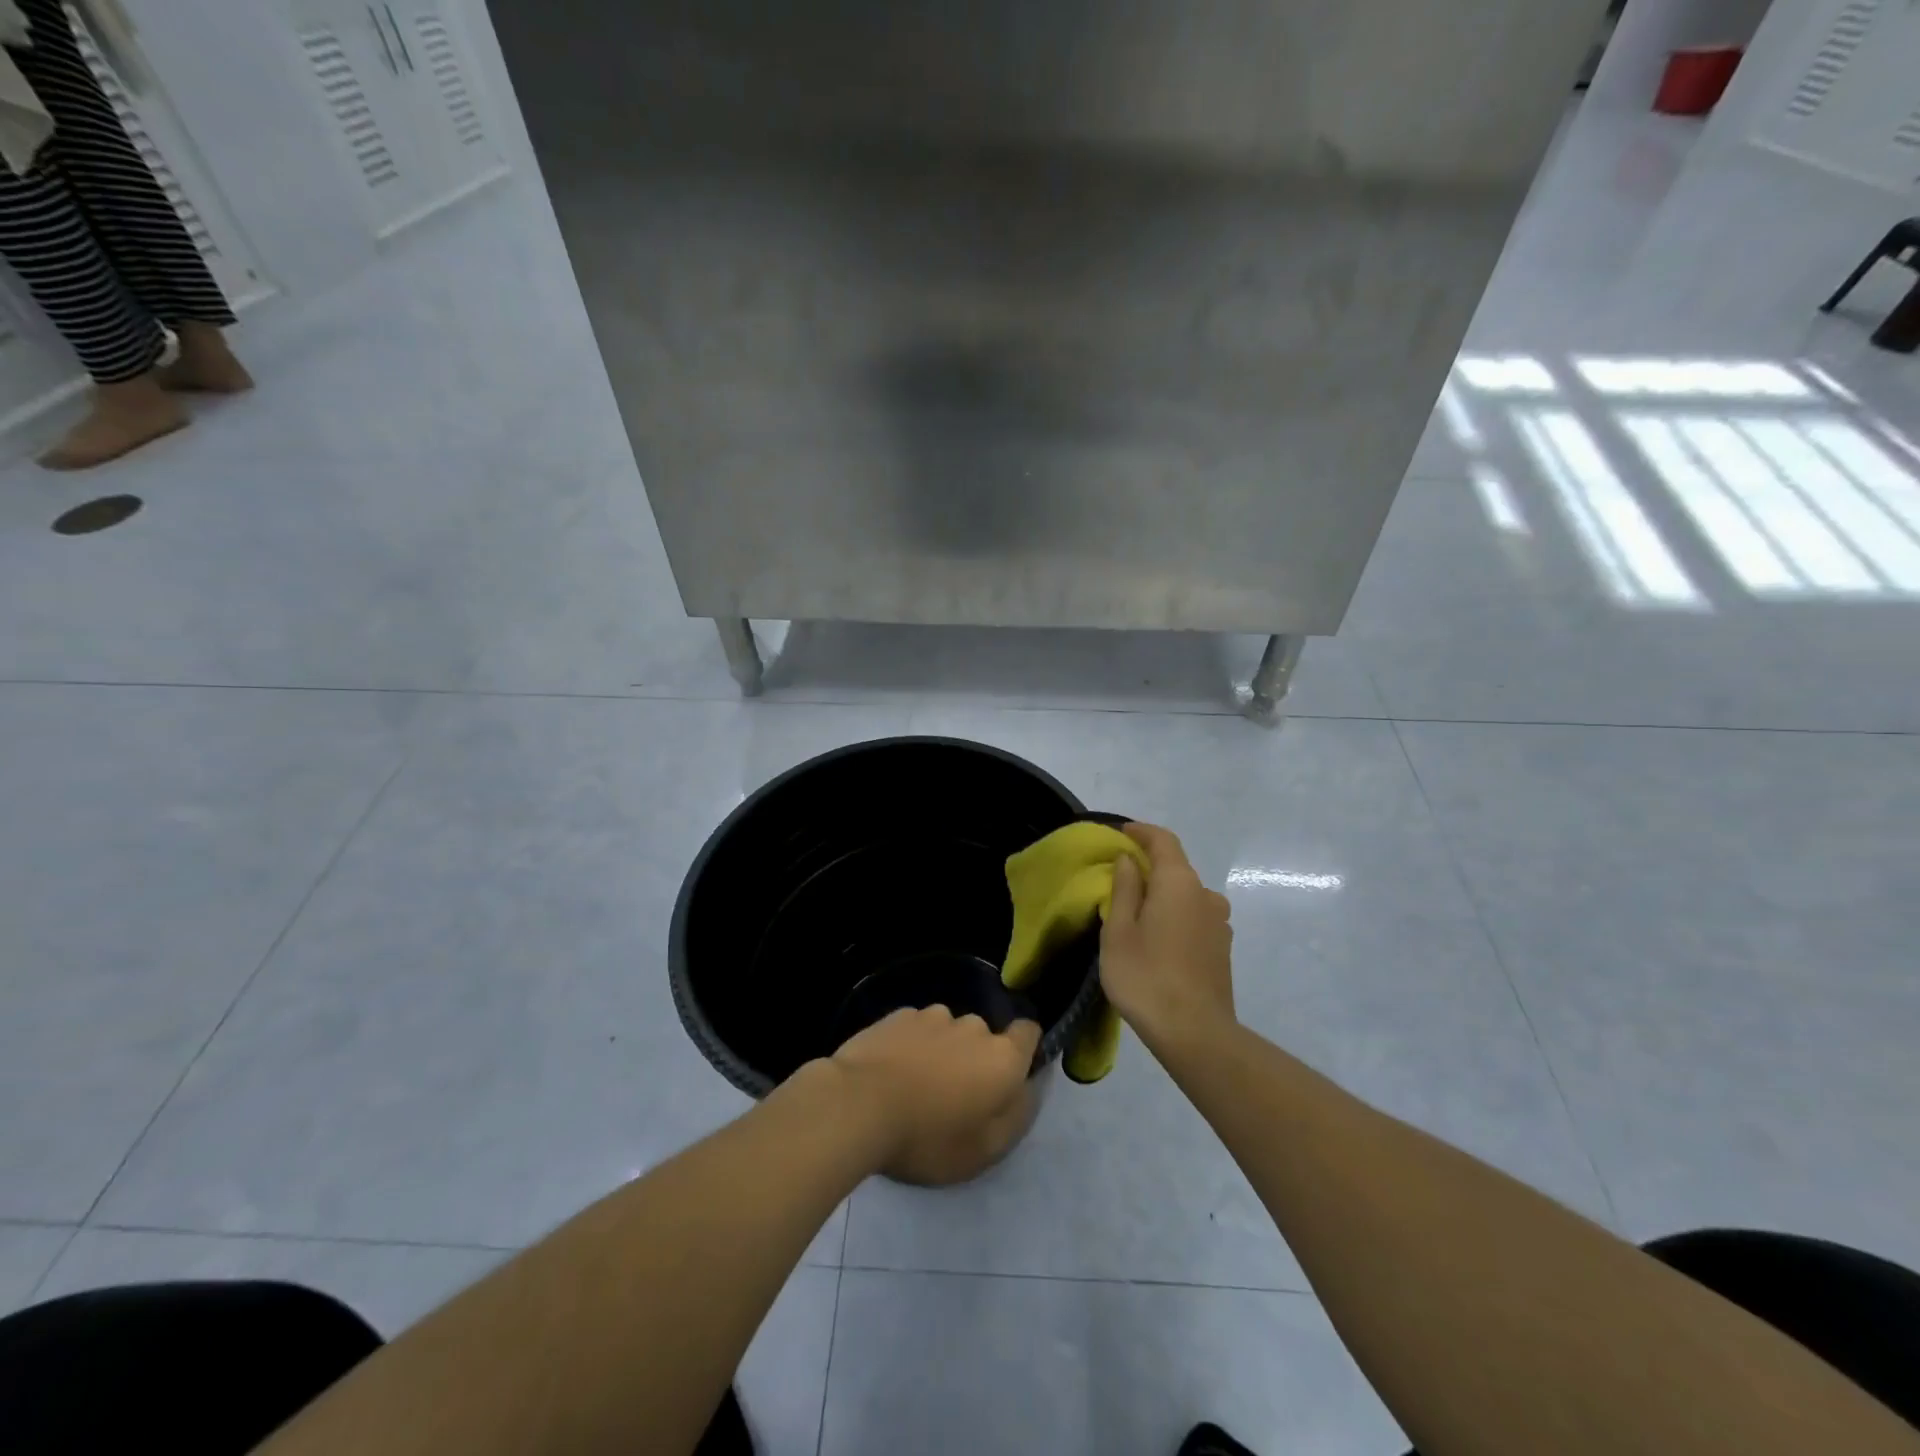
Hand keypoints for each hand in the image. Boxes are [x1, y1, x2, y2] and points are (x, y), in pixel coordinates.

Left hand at [830, 1007, 1041, 1185]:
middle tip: (951, 1098)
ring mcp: (932, 1015)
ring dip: (941, 1051)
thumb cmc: (929, 1137)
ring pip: (947, 1031)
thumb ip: (1017, 1115)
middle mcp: (973, 1026)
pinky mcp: (897, 1015)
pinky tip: (890, 1073)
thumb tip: (1029, 1087)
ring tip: (914, 1086)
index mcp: (1002, 1057)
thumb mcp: (985, 1150)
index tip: (1006, 1077)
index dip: (1023, 1050)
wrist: (859, 1105)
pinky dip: (911, 1046)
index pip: (1028, 1033)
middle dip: (974, 1059)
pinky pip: (915, 1029)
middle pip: (984, 1037)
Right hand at [1100, 822, 1235, 1046]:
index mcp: (1179, 883)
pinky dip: (1175, 915)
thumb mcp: (1118, 931)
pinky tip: (1158, 939)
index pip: (1163, 840)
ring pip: (1186, 895)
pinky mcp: (1222, 948)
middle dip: (1148, 865)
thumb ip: (1124, 889)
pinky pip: (1195, 917)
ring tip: (1137, 913)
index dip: (1141, 832)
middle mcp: (1206, 895)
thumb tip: (1128, 861)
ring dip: (1163, 894)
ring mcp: (1220, 923)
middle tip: (1119, 877)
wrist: (1196, 1034)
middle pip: (1176, 867)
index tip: (1120, 833)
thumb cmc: (1146, 977)